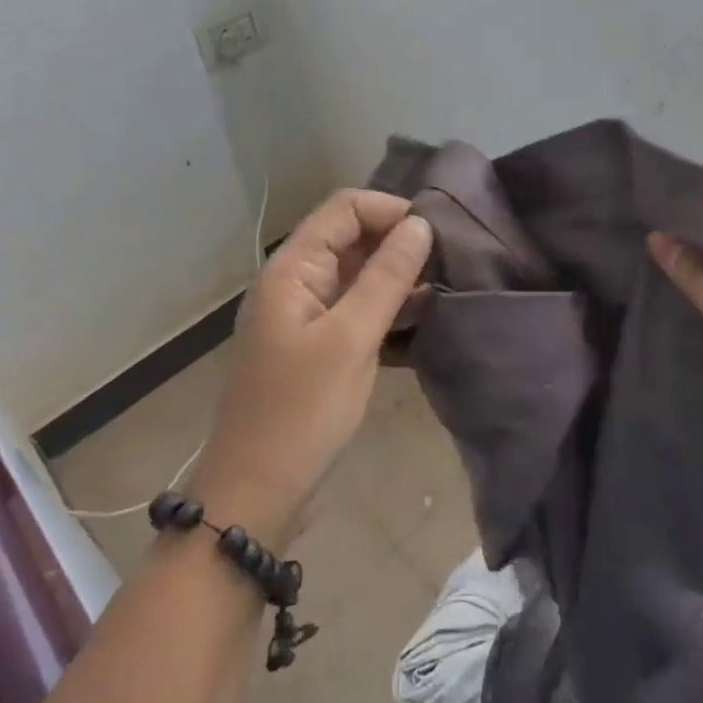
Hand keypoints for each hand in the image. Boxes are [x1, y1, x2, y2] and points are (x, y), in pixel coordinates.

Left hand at [192, 190, 433, 546]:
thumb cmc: (301, 412)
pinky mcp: (316, 343)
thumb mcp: (351, 339)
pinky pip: (356, 307)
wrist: (254, 494)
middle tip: (448, 262)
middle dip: (398, 242)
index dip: (391, 210)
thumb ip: (387, 277)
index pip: (345, 208)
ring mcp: (304, 313)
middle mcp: (296, 280)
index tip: (437, 235)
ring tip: (443, 287)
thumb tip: (421, 224)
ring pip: (357, 273)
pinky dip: (386, 306)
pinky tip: (422, 318)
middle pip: (351, 236)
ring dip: (397, 275)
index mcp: (293, 268)